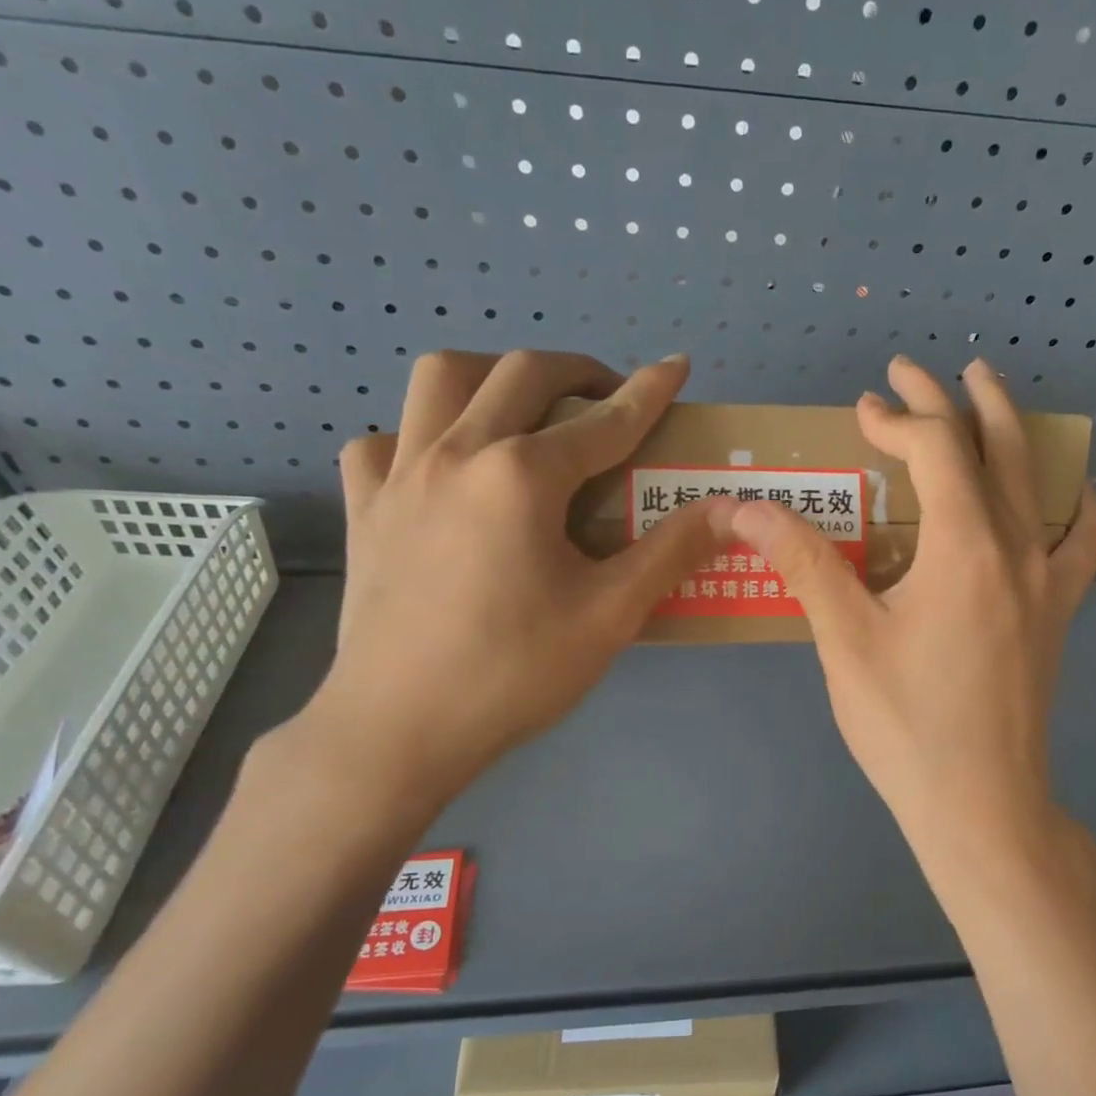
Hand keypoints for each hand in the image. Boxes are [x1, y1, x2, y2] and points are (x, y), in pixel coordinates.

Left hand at [299, 349, 732, 808]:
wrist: (400, 730)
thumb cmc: (513, 673)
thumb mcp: (610, 615)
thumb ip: (672, 552)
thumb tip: (731, 510)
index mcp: (521, 476)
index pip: (604, 420)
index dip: (649, 391)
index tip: (677, 365)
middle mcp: (456, 452)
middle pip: (522, 373)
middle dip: (578, 371)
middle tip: (607, 400)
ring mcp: (399, 474)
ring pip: (441, 379)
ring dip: (492, 376)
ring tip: (523, 413)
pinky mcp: (364, 506)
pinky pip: (384, 439)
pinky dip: (419, 434)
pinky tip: (442, 469)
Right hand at [728, 355, 1095, 882]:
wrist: (981, 804)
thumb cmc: (906, 724)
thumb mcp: (844, 640)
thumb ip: (802, 562)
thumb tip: (745, 507)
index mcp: (964, 546)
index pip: (934, 451)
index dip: (895, 419)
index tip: (861, 410)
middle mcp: (1016, 548)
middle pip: (991, 448)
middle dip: (951, 399)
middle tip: (919, 368)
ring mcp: (1046, 580)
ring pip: (1037, 480)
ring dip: (1009, 430)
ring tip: (988, 394)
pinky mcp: (1056, 613)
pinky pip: (1076, 539)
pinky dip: (1071, 502)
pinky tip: (1067, 491)